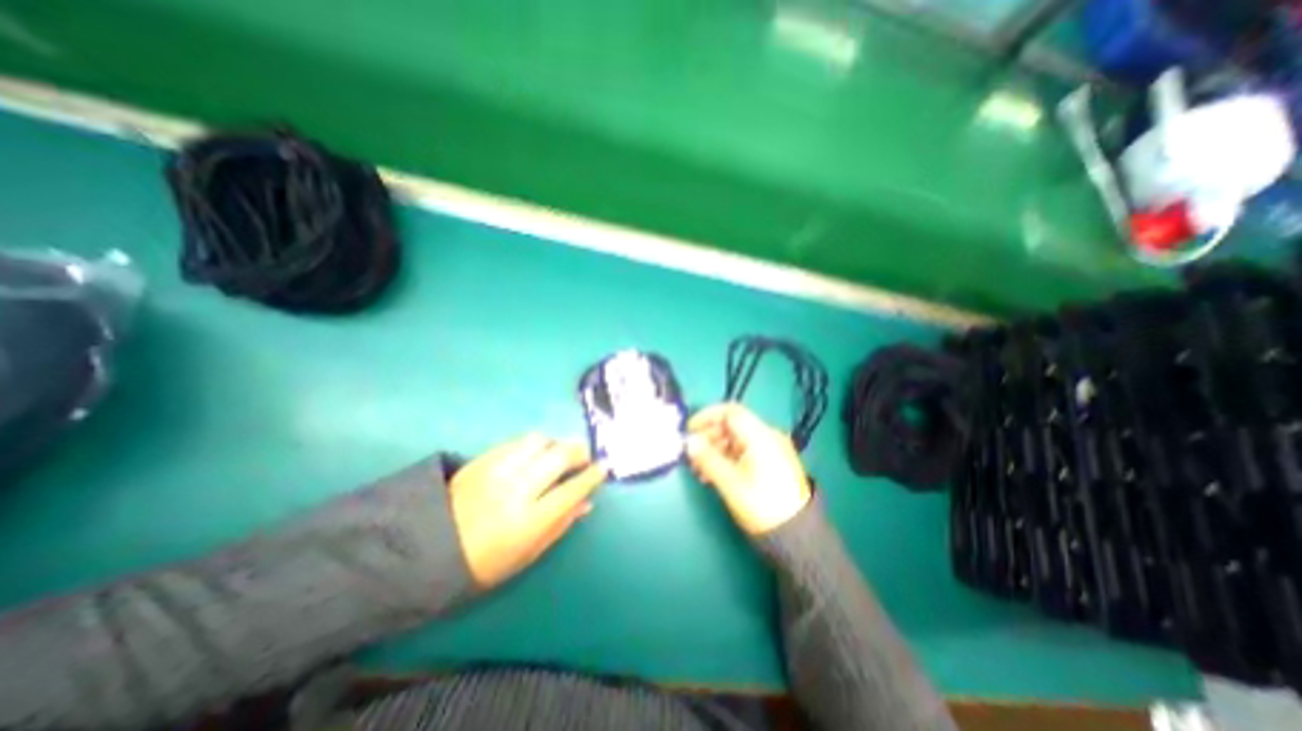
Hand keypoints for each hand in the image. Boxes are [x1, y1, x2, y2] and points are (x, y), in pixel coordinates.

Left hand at [453, 433, 604, 587]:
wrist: (424, 550)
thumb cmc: (482, 563)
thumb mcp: (526, 555)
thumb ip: (560, 525)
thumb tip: (587, 503)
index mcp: (528, 521)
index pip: (571, 490)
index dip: (591, 477)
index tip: (603, 468)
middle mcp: (516, 489)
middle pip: (558, 456)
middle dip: (579, 452)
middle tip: (585, 456)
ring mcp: (497, 470)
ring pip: (539, 441)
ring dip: (555, 444)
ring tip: (558, 454)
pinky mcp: (482, 459)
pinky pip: (517, 441)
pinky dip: (533, 444)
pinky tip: (534, 454)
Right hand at [684, 403, 809, 534]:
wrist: (796, 535)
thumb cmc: (761, 504)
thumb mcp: (730, 482)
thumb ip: (707, 458)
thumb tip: (689, 442)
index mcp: (760, 436)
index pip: (730, 412)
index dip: (707, 416)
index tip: (689, 429)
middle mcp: (767, 437)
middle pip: (732, 425)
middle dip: (709, 436)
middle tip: (691, 453)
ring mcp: (770, 450)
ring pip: (736, 440)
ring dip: (715, 449)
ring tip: (699, 469)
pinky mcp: (771, 463)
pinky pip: (743, 452)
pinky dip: (726, 458)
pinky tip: (713, 474)